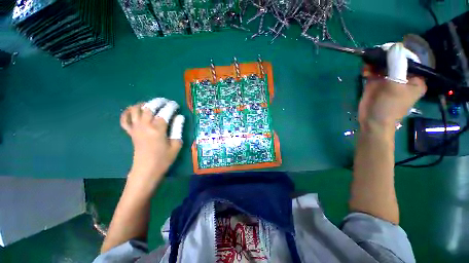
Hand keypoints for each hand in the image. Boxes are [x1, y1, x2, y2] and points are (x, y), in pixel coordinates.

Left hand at [120, 98, 184, 182]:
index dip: (171, 106)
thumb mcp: (176, 144)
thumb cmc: (163, 159)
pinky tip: (134, 111)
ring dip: (144, 104)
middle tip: (166, 102)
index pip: (165, 112)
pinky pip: (124, 119)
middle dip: (158, 101)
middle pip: (149, 107)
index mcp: (157, 129)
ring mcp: (135, 128)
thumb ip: (178, 128)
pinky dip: (127, 112)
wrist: (146, 171)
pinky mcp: (130, 133)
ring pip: (135, 109)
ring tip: (152, 105)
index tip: (176, 105)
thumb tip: (180, 117)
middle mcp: (144, 125)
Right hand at [359, 43, 426, 131]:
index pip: (409, 59)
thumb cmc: (388, 106)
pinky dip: (368, 70)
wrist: (372, 120)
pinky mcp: (376, 83)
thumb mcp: (395, 85)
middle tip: (374, 56)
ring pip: (382, 65)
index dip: (399, 53)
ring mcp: (388, 80)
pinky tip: (364, 71)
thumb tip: (395, 46)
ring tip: (366, 66)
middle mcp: (403, 77)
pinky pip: (373, 72)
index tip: (387, 50)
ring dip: (374, 64)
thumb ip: (396, 65)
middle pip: (394, 61)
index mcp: (415, 79)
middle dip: (384, 58)